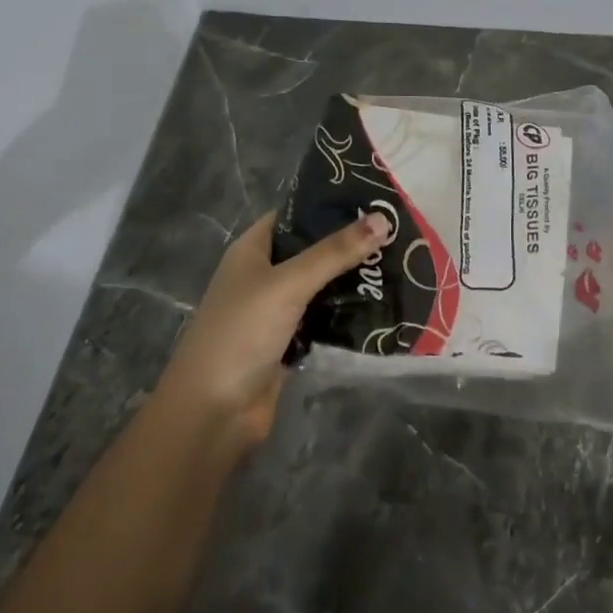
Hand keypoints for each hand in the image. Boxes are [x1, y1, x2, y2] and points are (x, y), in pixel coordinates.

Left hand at [156, 210, 391, 455]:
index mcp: (252, 250)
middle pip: (311, 250)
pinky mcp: (289, 343)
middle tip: (396, 231)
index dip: (328, 204)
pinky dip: (347, 312)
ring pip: (320, 285)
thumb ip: (334, 252)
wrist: (213, 414)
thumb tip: (382, 218)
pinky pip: (324, 318)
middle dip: (349, 243)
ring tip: (399, 261)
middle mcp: (263, 275)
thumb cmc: (241, 333)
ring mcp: (275, 311)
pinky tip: (382, 303)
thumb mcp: (288, 284)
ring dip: (351, 278)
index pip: (293, 214)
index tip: (373, 198)